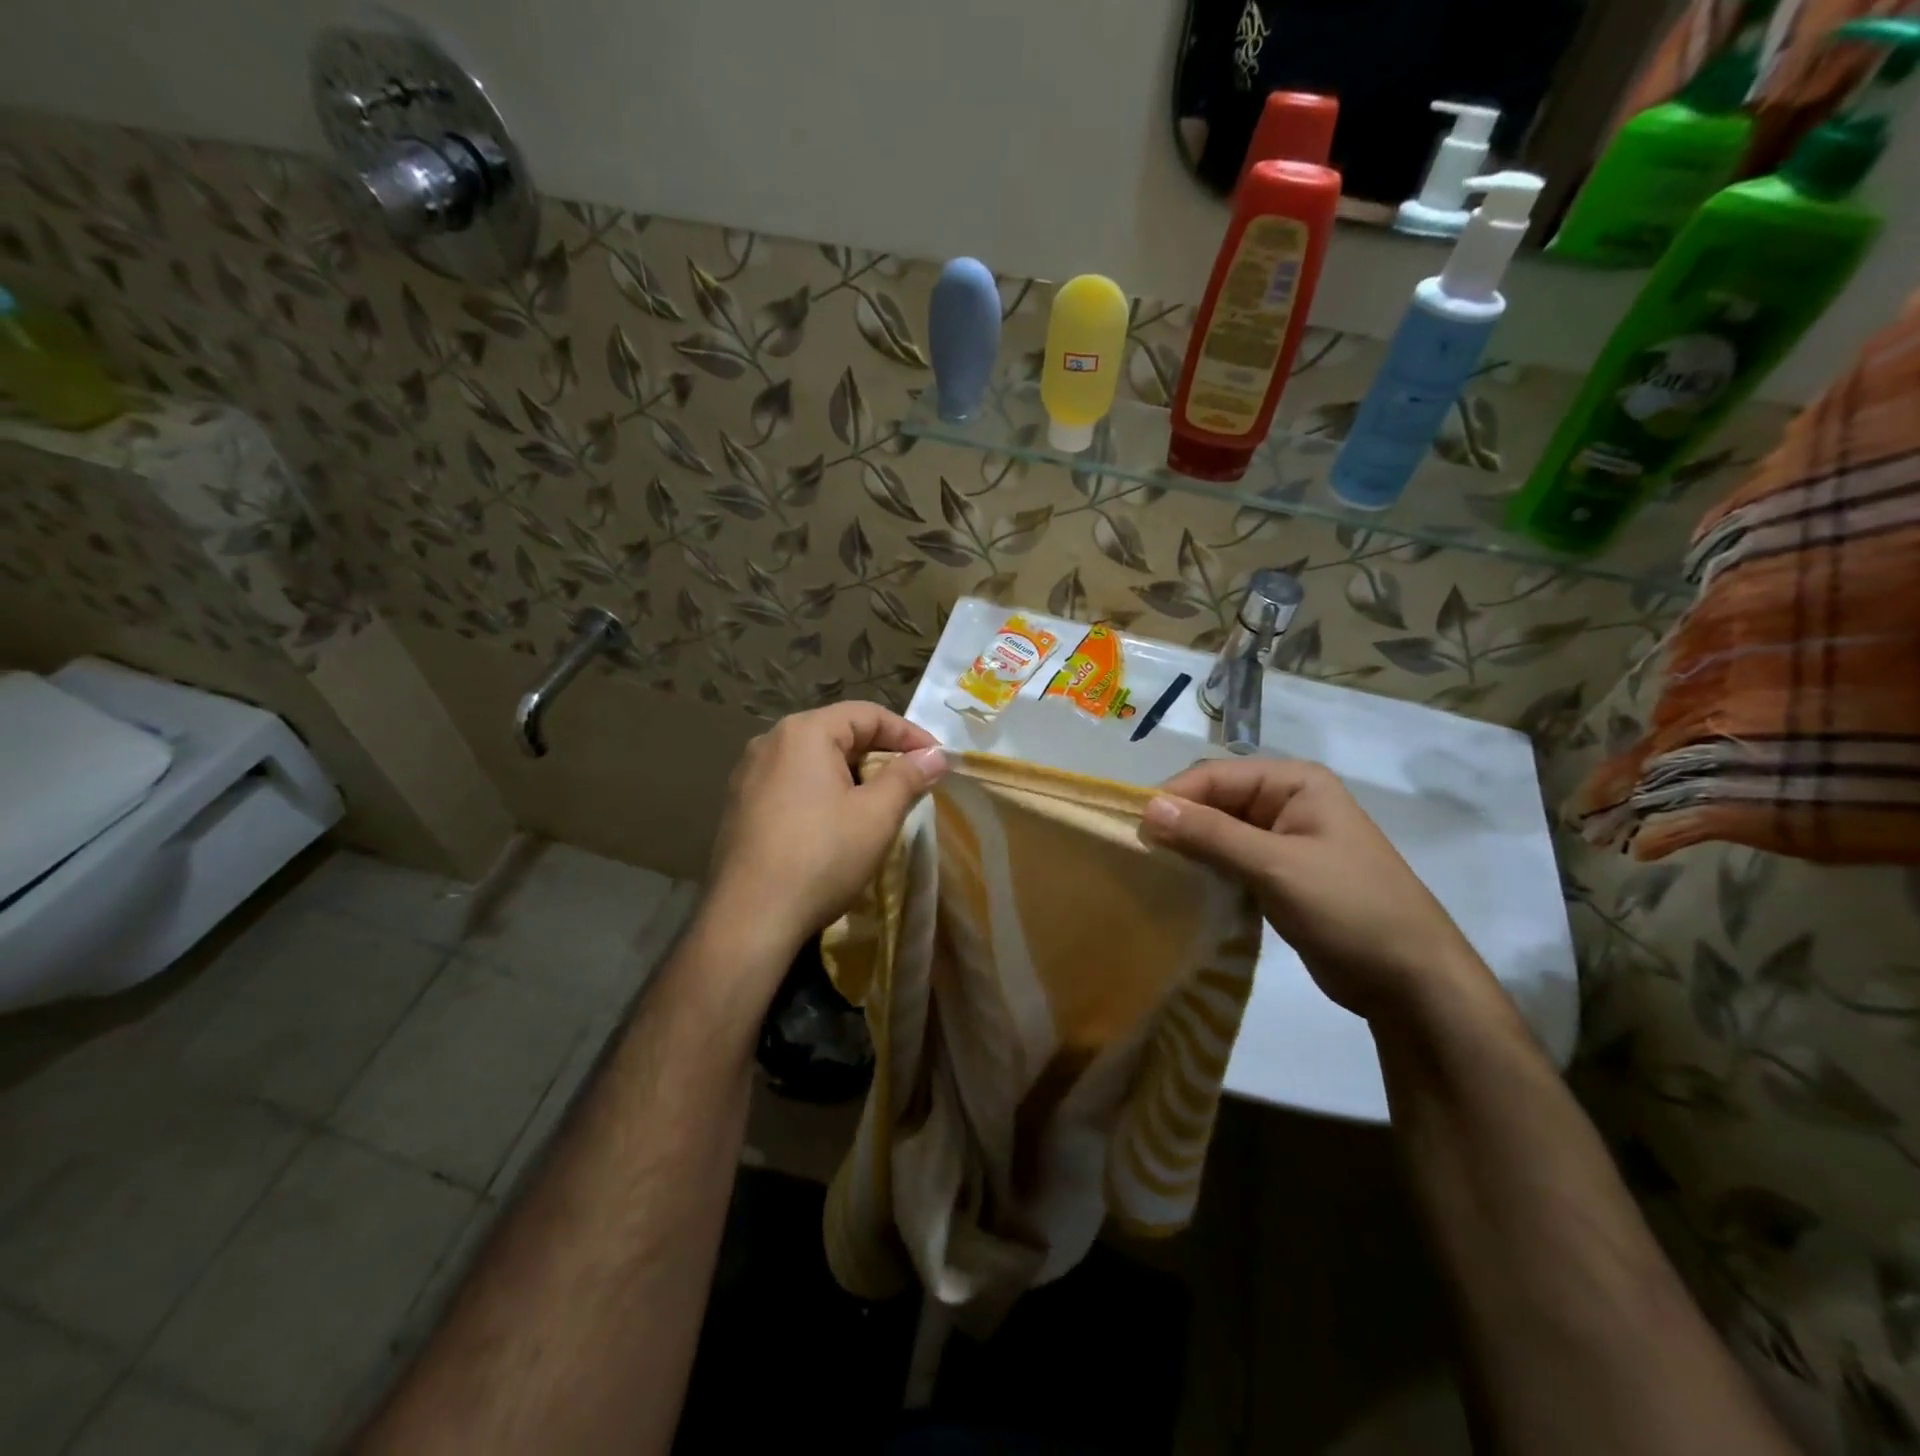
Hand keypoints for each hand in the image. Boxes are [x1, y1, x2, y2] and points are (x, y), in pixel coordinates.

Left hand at [702, 702, 947, 974]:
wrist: (750, 918)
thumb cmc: (821, 857)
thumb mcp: (876, 815)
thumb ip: (908, 777)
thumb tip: (935, 756)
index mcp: (804, 732)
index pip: (867, 715)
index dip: (909, 734)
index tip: (937, 760)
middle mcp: (770, 742)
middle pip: (838, 734)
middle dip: (880, 755)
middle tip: (912, 782)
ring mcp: (748, 774)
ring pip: (814, 761)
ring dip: (852, 775)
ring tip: (879, 804)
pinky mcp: (740, 806)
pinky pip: (792, 785)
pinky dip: (823, 793)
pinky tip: (836, 824)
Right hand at [1141, 759, 1486, 1022]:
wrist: (1411, 980)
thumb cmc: (1349, 908)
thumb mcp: (1276, 867)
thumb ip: (1211, 835)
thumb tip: (1147, 808)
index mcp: (1293, 782)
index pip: (1214, 775)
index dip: (1172, 797)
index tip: (1133, 829)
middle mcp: (1286, 801)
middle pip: (1214, 800)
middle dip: (1178, 822)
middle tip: (1139, 853)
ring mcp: (1283, 839)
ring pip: (1218, 831)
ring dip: (1188, 847)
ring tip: (1152, 870)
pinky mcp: (1278, 874)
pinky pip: (1229, 859)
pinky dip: (1205, 869)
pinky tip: (1181, 887)